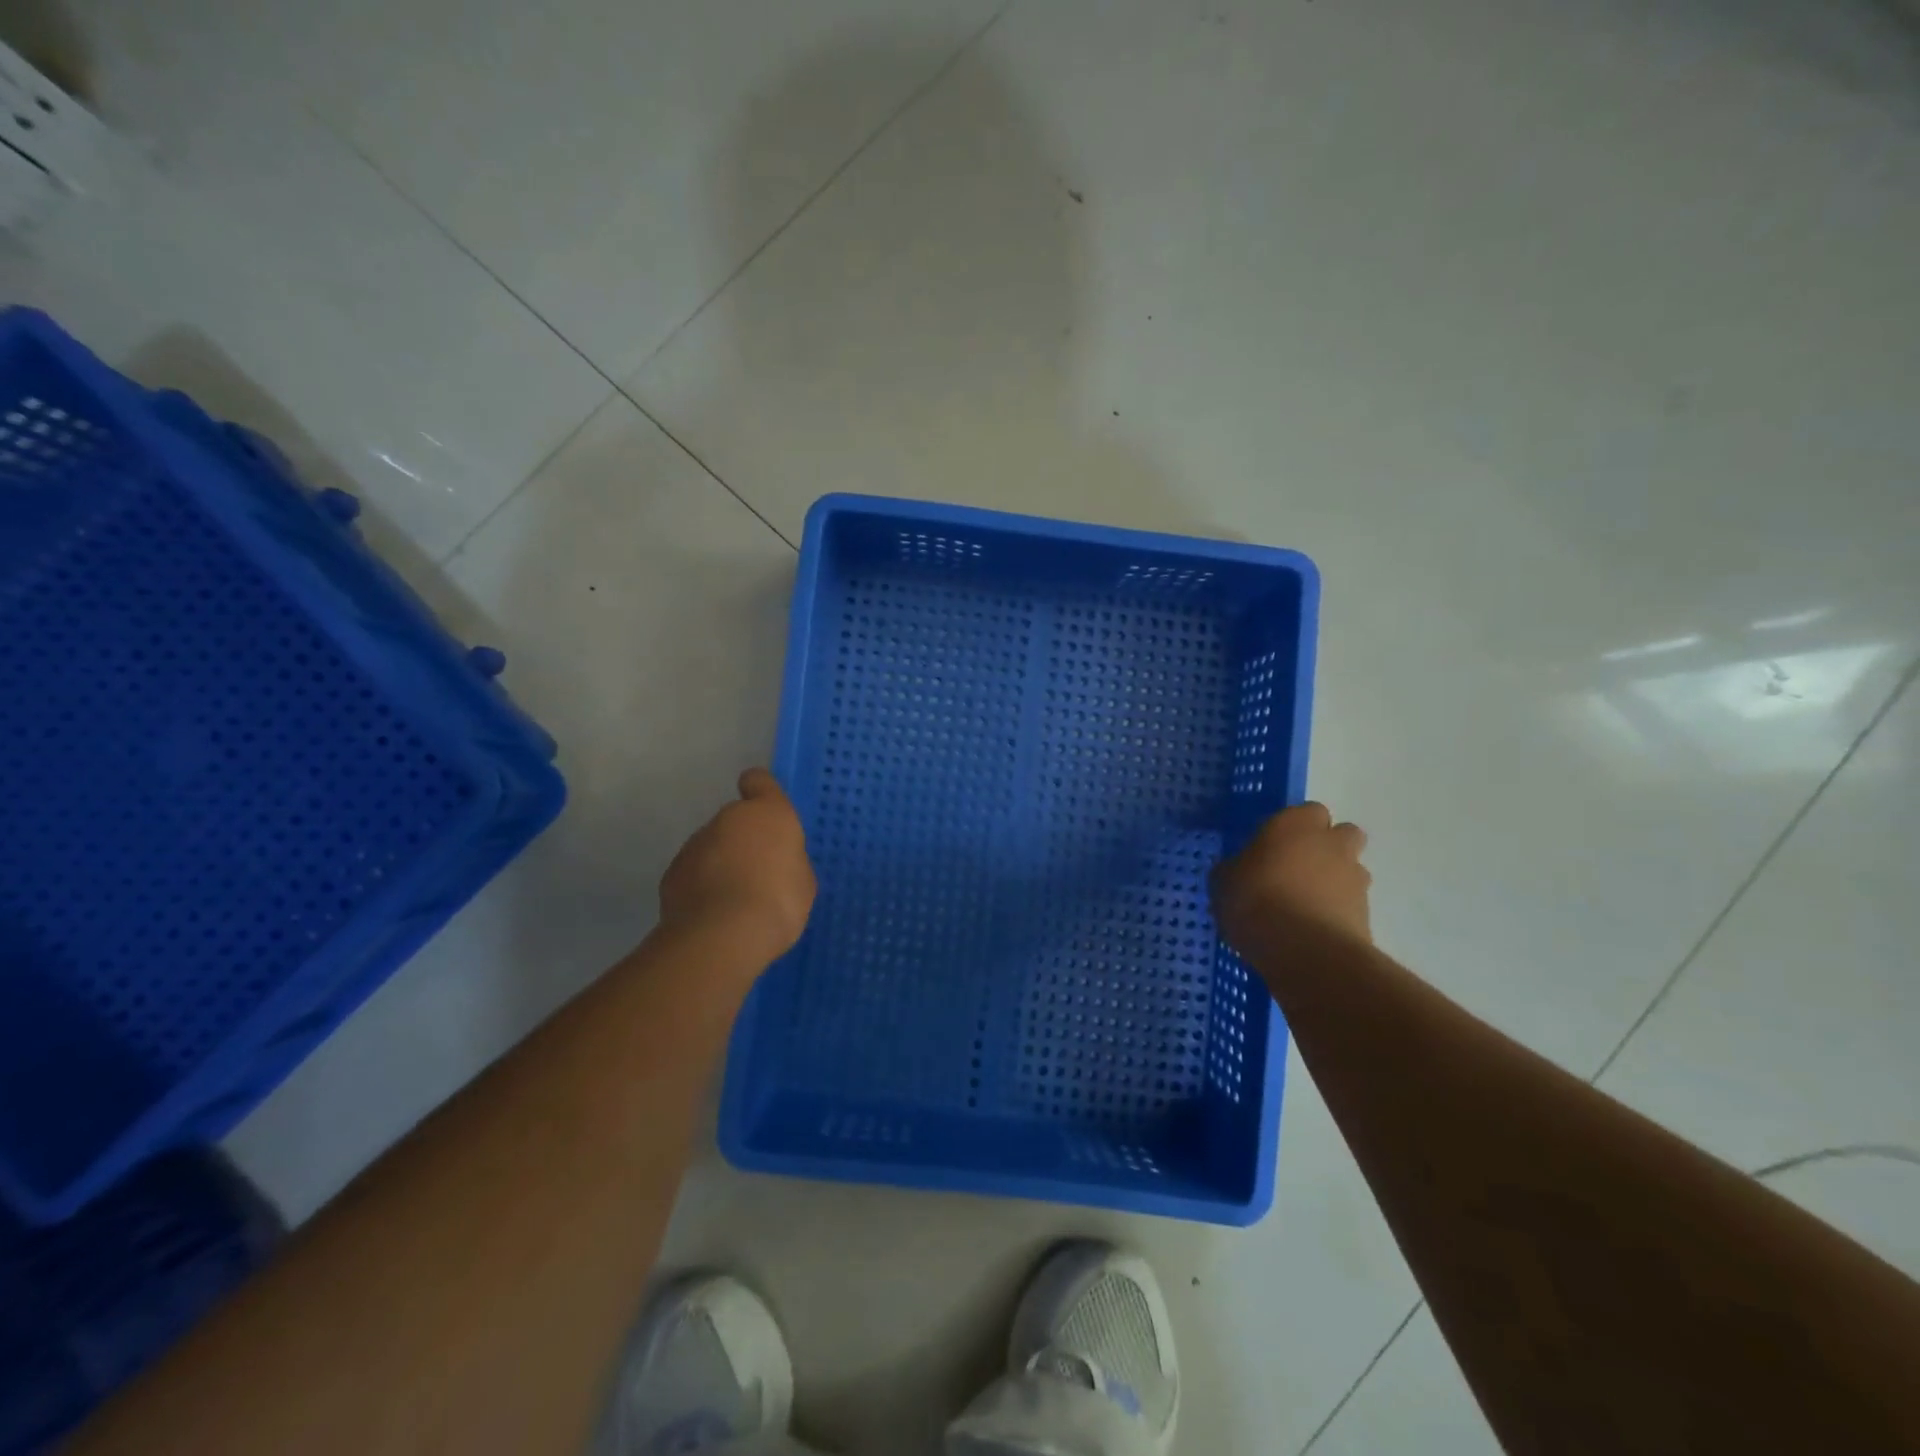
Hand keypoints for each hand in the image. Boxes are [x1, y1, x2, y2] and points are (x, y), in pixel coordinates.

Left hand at [659, 768, 816, 962]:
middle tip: (759, 875)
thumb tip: (775, 863)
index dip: (761, 791)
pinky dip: (702, 887)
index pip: (759, 781)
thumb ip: (788, 860)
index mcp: (767, 813)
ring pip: (712, 847)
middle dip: (744, 841)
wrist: (723, 936)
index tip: (765, 810)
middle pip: (736, 821)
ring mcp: (694, 845)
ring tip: (735, 901)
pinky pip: (694, 873)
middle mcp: (727, 819)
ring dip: (722, 864)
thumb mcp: (803, 880)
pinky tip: (714, 914)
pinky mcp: (672, 873)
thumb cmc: (778, 901)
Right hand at [1211, 802, 1371, 957]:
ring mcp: (1354, 878)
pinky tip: (1313, 930)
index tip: (1273, 846)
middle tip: (1297, 868)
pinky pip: (1351, 904)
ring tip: (1305, 905)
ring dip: (1335, 880)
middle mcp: (1331, 843)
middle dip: (1327, 847)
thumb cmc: (1255, 902)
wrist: (1306, 951)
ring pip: (1351, 869)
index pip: (1306, 811)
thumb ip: (1236, 868)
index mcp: (1295, 824)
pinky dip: (1337, 911)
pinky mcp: (1367, 913)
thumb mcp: (1223, 882)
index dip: (1293, 827)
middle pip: (1342, 834)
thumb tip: (1239, 870)